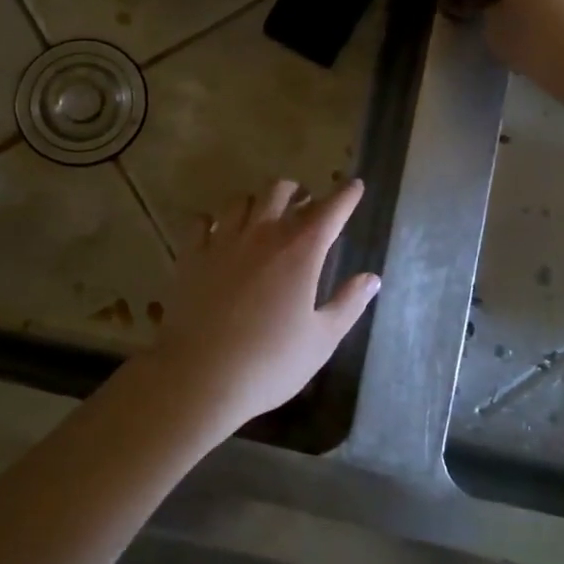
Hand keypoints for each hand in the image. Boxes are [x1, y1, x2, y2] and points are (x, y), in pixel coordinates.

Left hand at [137, 179, 380, 439]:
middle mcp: (262, 235)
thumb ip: (348, 304)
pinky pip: (202, 221)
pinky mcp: (191, 256)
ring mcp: (223, 242)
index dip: (345, 195)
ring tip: (263, 216)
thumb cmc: (270, 363)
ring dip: (258, 202)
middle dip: (297, 192)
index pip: (330, 210)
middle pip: (280, 191)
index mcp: (301, 251)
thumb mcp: (322, 339)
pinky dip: (215, 220)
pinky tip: (218, 232)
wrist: (201, 377)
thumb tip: (371, 278)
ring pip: (241, 200)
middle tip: (305, 205)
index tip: (354, 186)